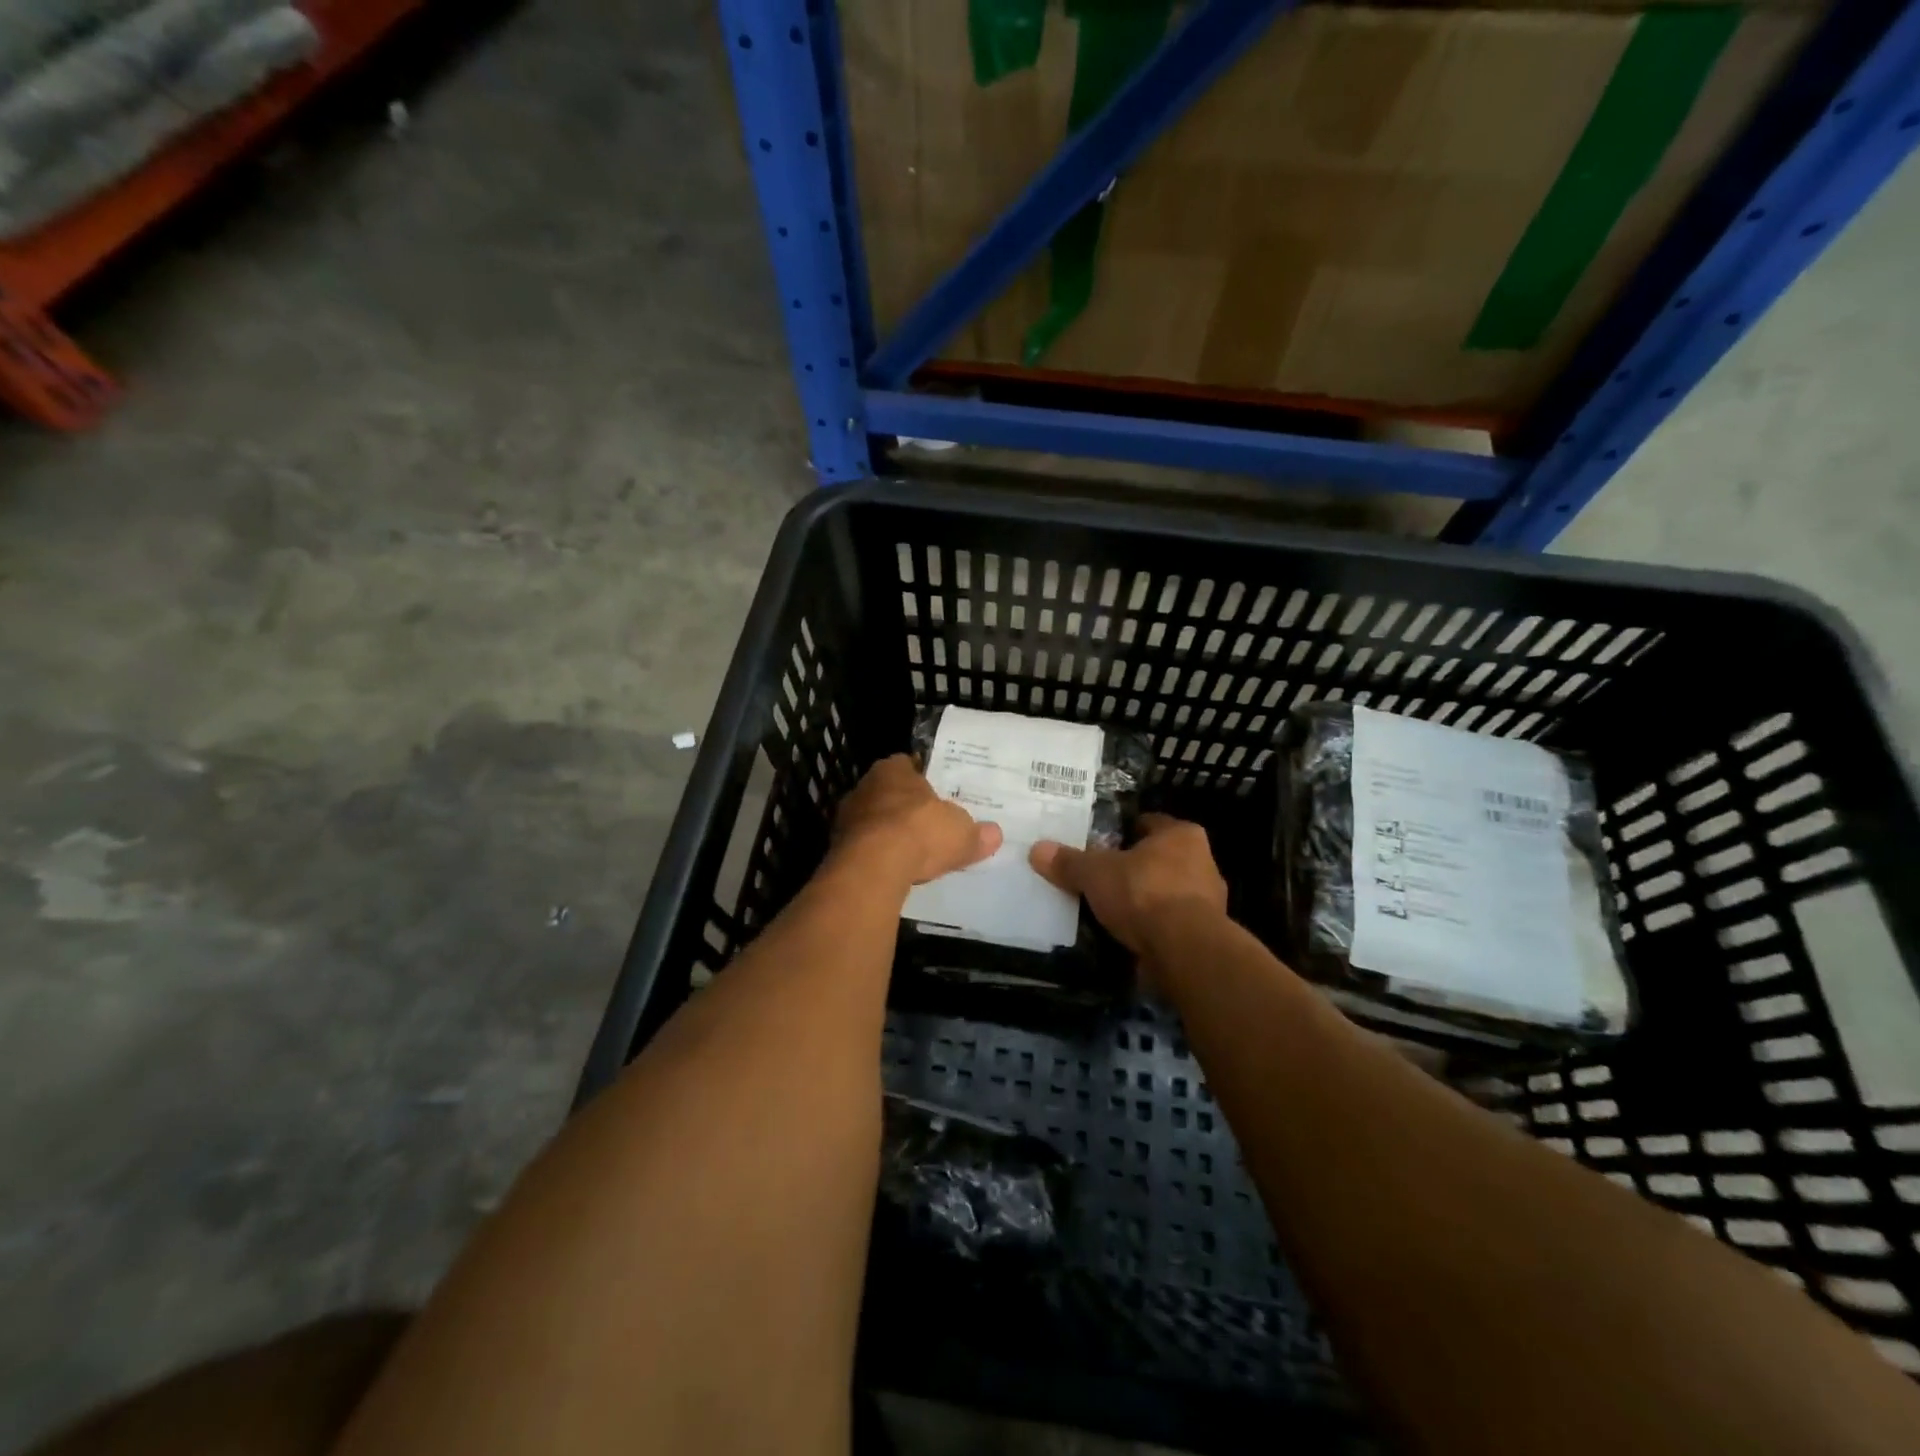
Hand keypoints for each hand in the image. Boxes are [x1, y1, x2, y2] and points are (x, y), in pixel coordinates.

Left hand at [830, 754, 1002, 886]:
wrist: (873, 866)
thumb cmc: (920, 832)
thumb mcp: (961, 833)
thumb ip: (976, 833)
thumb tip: (994, 834)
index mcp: (893, 769)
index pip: (907, 765)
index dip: (923, 779)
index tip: (936, 795)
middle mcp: (865, 786)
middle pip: (888, 793)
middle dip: (904, 807)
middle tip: (925, 824)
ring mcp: (846, 817)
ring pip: (872, 820)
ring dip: (887, 833)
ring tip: (910, 852)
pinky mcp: (837, 847)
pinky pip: (862, 847)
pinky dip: (875, 856)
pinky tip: (892, 870)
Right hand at [1029, 814, 1227, 960]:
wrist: (1184, 950)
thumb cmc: (1143, 893)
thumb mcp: (1095, 873)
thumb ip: (1069, 862)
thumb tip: (1036, 849)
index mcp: (1181, 835)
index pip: (1148, 823)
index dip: (1123, 831)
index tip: (1099, 843)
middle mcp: (1202, 861)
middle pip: (1158, 858)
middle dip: (1133, 867)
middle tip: (1100, 875)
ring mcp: (1208, 901)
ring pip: (1166, 891)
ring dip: (1144, 899)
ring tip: (1110, 908)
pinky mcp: (1204, 935)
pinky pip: (1170, 922)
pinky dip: (1152, 927)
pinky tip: (1127, 934)